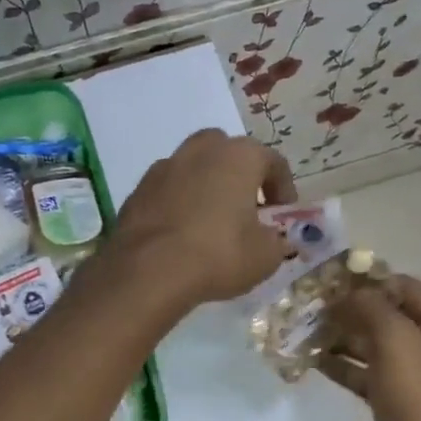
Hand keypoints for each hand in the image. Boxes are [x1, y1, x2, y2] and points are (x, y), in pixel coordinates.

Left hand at [112, 129, 295, 305]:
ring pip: (193, 167)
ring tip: (210, 220)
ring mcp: (164, 167)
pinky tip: (181, 233)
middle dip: (239, 175)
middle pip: (227, 152)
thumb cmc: (219, 255)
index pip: (273, 162)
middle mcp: (201, 150)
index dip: (283, 189)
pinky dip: (178, 203)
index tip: (282, 214)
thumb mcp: (265, 256)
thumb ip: (275, 240)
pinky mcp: (138, 190)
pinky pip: (168, 190)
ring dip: (206, 186)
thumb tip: (272, 238)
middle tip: (245, 208)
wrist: (148, 270)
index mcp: (239, 156)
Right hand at [319, 275, 420, 420]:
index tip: (328, 280)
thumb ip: (371, 308)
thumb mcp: (397, 343)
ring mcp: (417, 380)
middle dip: (350, 310)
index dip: (369, 280)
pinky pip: (367, 375)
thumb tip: (346, 294)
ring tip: (304, 331)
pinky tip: (313, 361)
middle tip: (309, 307)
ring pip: (374, 346)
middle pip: (389, 316)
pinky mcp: (396, 406)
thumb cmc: (419, 406)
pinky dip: (343, 366)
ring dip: (341, 337)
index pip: (406, 288)